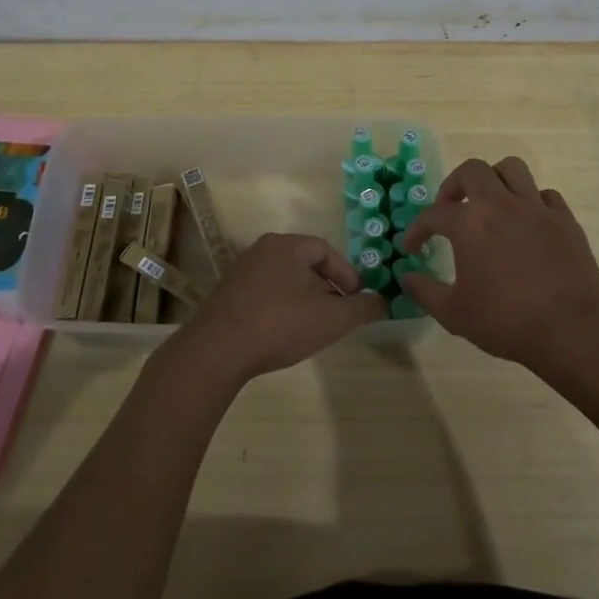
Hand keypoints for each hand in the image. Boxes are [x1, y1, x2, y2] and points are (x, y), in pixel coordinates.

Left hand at [172, 233, 380, 383]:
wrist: (216, 352)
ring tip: (315, 328)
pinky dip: (282, 309)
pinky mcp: (227, 296)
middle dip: (327, 289)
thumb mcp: (331, 319)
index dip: (347, 274)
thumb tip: (383, 302)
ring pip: (284, 281)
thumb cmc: (279, 325)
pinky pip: (265, 295)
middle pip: (304, 264)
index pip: (325, 250)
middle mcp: (261, 250)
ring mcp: (240, 273)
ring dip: (305, 300)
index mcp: (286, 246)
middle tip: (340, 315)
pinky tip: (285, 334)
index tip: (357, 299)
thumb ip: (362, 309)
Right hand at [400, 157, 598, 370]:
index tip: (411, 247)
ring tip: (489, 203)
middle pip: (473, 171)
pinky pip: (545, 194)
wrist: (571, 331)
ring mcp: (537, 208)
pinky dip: (531, 201)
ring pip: (512, 169)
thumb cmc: (506, 321)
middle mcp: (501, 204)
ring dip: (494, 180)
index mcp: (470, 224)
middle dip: (454, 185)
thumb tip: (407, 277)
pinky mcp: (565, 220)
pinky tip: (526, 222)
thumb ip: (425, 292)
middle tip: (450, 208)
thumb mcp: (454, 314)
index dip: (417, 229)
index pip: (434, 214)